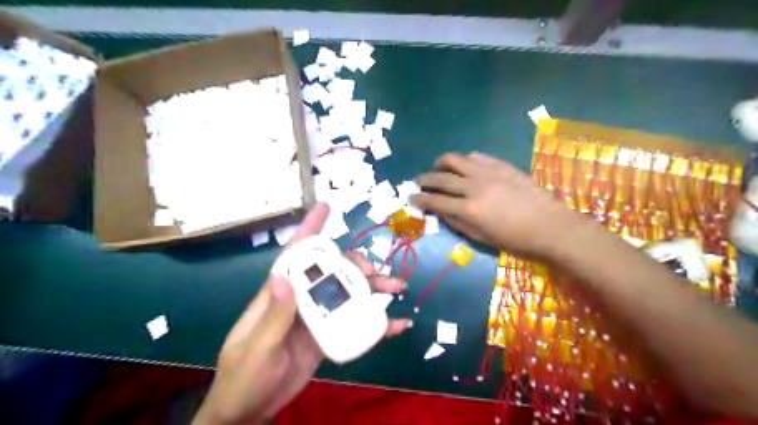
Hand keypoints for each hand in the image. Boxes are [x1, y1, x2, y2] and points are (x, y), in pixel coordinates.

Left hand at [192, 203, 411, 424]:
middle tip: (376, 273)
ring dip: (373, 289)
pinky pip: (355, 323)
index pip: (295, 255)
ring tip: (396, 288)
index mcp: (280, 294)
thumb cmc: (244, 376)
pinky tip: (395, 324)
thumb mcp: (257, 347)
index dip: (309, 230)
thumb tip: (283, 276)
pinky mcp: (329, 336)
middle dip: (356, 265)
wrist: (250, 410)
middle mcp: (302, 299)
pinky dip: (376, 323)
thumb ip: (274, 315)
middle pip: (333, 272)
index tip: (326, 208)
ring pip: (349, 293)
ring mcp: (318, 317)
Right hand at [409, 152, 581, 256]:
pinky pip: (476, 156)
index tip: (411, 198)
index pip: (435, 201)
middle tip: (418, 182)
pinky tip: (463, 166)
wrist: (550, 225)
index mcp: (469, 209)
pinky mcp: (501, 165)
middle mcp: (474, 186)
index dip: (419, 199)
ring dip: (441, 163)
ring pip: (455, 159)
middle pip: (440, 177)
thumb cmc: (516, 239)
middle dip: (424, 179)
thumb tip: (442, 212)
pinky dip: (464, 160)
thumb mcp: (482, 238)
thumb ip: (458, 223)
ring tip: (438, 169)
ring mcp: (488, 172)